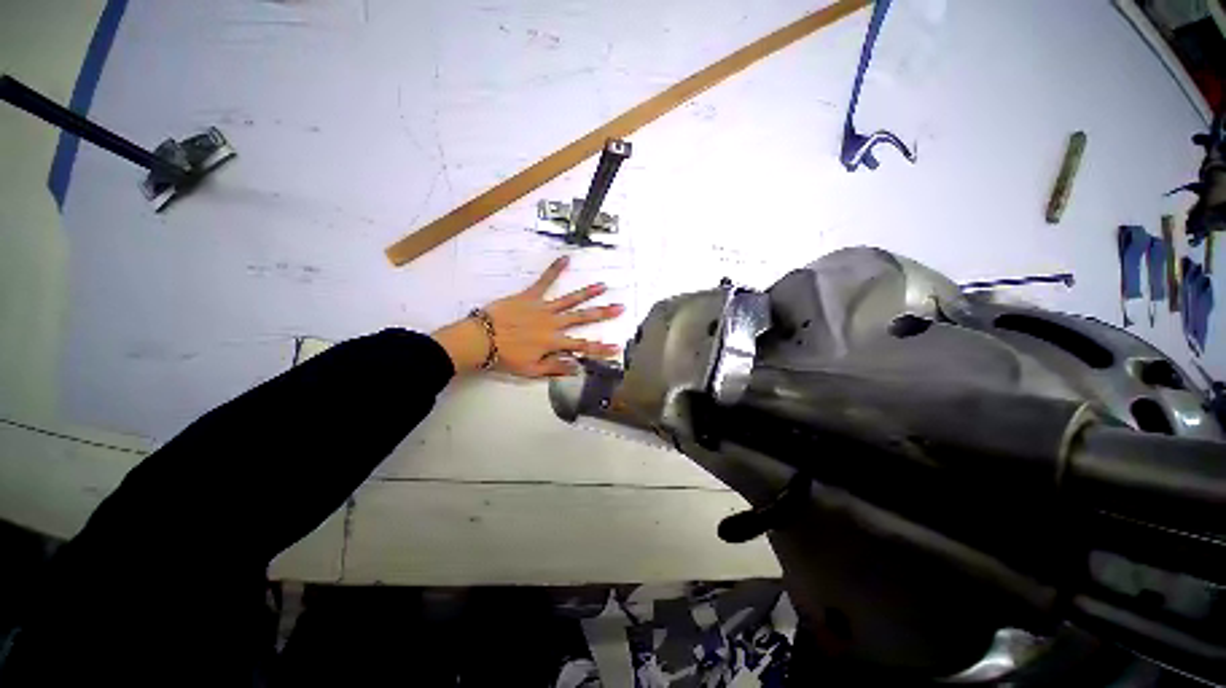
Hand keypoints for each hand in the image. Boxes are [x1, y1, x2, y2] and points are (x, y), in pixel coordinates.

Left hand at [431, 256, 623, 376]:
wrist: (481, 339)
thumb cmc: (505, 357)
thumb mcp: (531, 371)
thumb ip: (555, 368)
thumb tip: (577, 367)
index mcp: (554, 342)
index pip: (583, 346)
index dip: (600, 348)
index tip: (617, 347)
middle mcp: (553, 324)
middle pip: (582, 318)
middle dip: (603, 313)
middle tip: (620, 307)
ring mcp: (543, 308)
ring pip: (570, 300)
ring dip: (587, 293)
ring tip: (602, 286)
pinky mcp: (530, 296)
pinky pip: (544, 281)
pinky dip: (554, 270)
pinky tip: (566, 259)